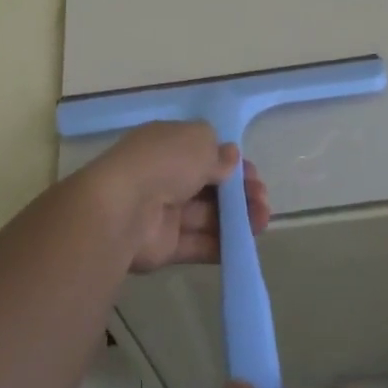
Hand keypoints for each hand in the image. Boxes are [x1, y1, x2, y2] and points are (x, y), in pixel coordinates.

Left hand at [82, 121, 269, 272]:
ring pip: (207, 215)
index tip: (251, 173)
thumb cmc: (164, 162)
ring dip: (237, 218)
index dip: (230, 162)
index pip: (203, 152)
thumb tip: (230, 157)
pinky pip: (198, 243)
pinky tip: (247, 244)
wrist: (124, 209)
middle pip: (208, 185)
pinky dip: (223, 244)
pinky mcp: (165, 245)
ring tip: (263, 220)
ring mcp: (164, 211)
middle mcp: (164, 175)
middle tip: (263, 199)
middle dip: (239, 191)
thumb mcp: (198, 141)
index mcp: (167, 144)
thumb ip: (218, 153)